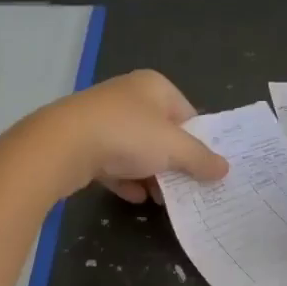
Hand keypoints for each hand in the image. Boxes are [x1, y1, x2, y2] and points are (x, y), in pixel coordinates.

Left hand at [25, 69, 227, 202]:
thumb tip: (224, 168)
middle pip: (161, 132)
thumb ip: (201, 159)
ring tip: (161, 199)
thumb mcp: (175, 148)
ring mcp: (102, 118)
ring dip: (150, 174)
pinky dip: (125, 178)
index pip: (187, 113)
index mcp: (154, 86)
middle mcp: (128, 96)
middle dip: (173, 162)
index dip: (198, 141)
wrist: (62, 145)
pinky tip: (135, 197)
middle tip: (185, 188)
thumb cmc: (128, 135)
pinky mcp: (82, 141)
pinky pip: (112, 161)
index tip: (203, 168)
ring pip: (135, 149)